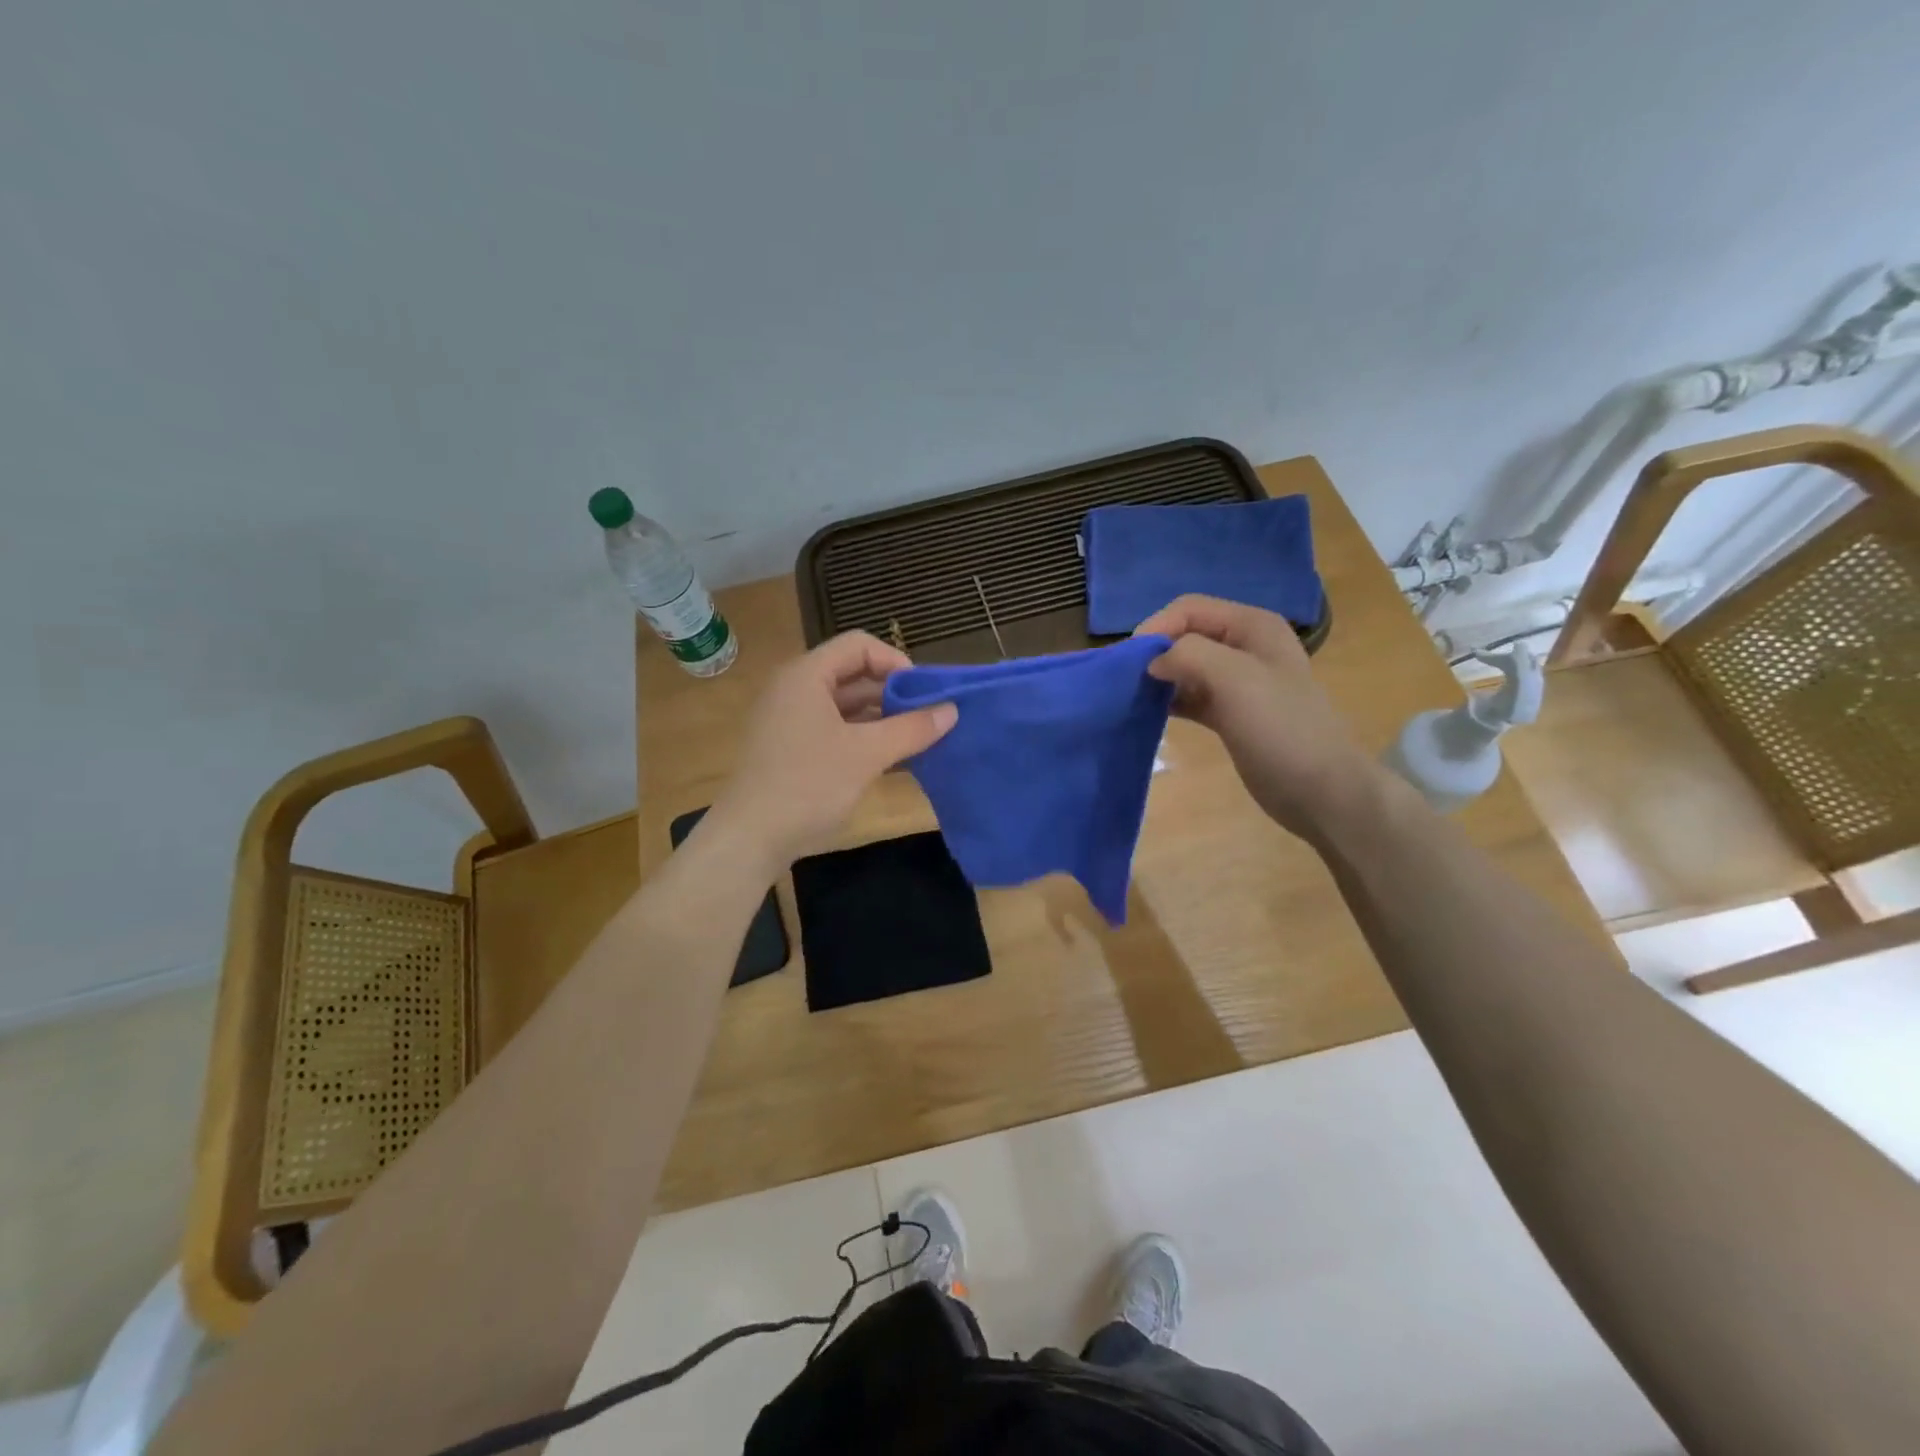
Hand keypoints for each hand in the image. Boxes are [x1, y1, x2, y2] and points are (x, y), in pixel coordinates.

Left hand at [709, 632, 957, 869]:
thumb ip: (911, 729)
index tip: (924, 692)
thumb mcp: (867, 754)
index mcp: (806, 676)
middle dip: (894, 694)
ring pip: (846, 706)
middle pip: (853, 675)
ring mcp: (791, 721)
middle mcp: (795, 690)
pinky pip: (836, 730)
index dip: (896, 662)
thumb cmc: (808, 785)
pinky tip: (893, 760)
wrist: (750, 838)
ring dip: (883, 719)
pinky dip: (864, 739)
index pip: (859, 646)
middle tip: (930, 717)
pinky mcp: (792, 750)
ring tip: (919, 740)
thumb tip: (952, 711)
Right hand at [1135, 595, 1380, 840]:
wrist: (1320, 789)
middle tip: (1127, 681)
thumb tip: (1153, 661)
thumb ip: (1189, 655)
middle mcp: (1245, 647)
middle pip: (1186, 635)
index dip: (1156, 627)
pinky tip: (1150, 713)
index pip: (1189, 609)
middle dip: (1155, 652)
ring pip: (1185, 667)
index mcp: (1252, 626)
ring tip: (1133, 697)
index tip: (1129, 661)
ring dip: (1159, 677)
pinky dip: (1169, 700)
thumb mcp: (1235, 678)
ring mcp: (1238, 683)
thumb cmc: (1280, 728)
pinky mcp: (1230, 714)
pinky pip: (1190, 696)